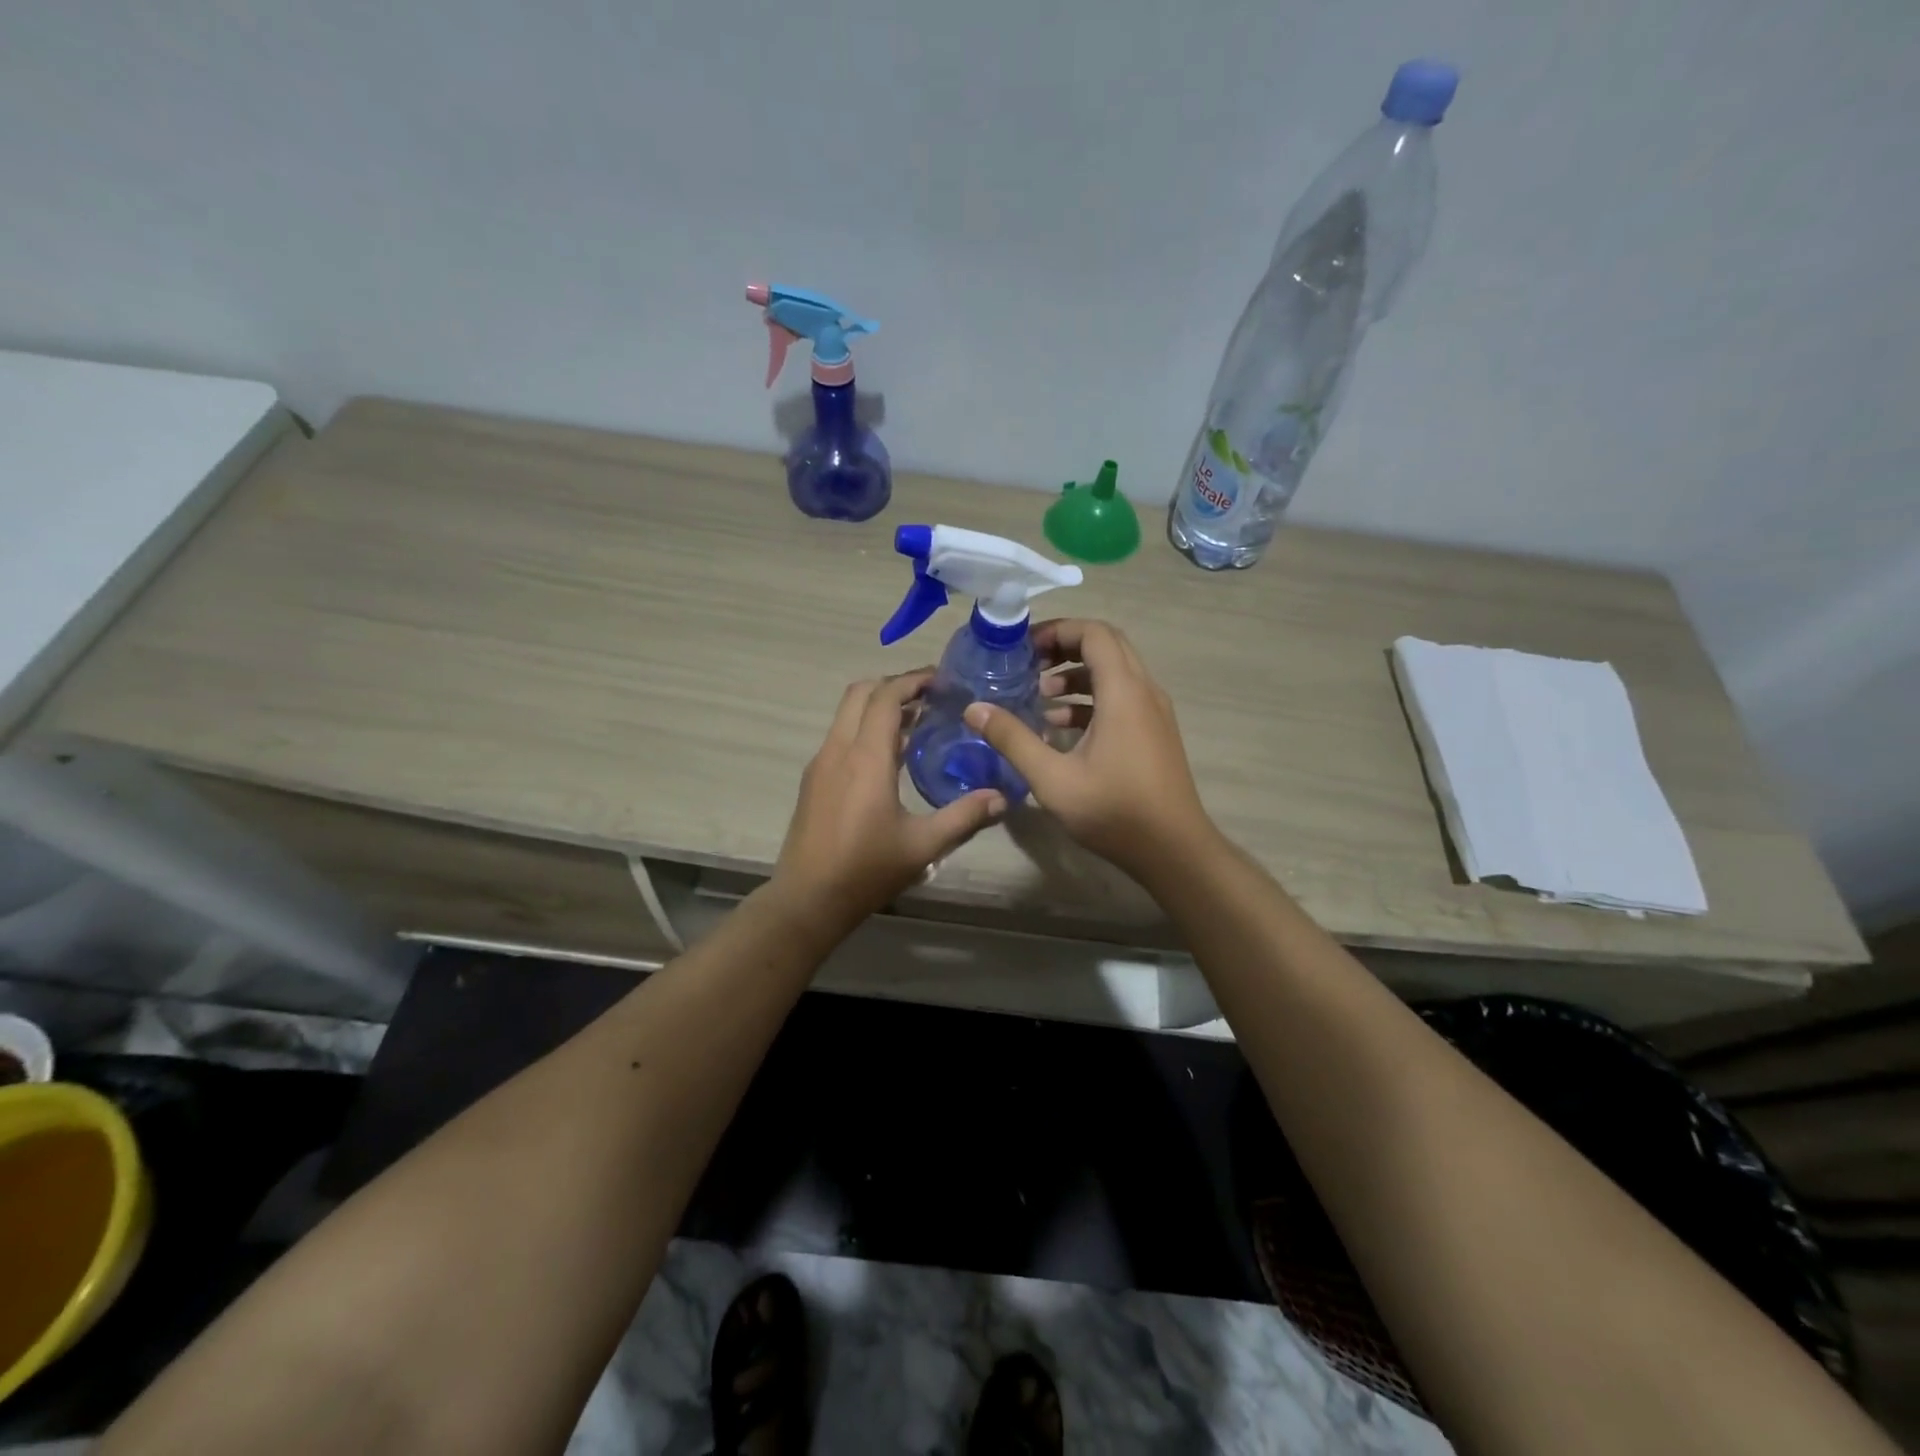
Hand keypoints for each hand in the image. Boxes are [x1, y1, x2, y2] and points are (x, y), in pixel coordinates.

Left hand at [772, 670, 1006, 930]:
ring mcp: (820, 764)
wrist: (807, 900)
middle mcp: (838, 750)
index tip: (942, 680)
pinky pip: (840, 737)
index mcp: (865, 757)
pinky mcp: (813, 781)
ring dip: (878, 707)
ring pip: (846, 714)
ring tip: (917, 723)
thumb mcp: (923, 846)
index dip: (913, 681)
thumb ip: (964, 816)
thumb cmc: (866, 870)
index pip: (886, 697)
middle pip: (860, 693)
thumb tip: (1002, 798)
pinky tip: (891, 757)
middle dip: (894, 686)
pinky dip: (864, 729)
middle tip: (930, 696)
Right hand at [963, 619, 1214, 880]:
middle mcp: (1144, 692)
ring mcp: (1154, 713)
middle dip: (1065, 647)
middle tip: (1028, 664)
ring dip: (1076, 676)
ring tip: (1039, 696)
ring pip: (1115, 673)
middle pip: (1106, 646)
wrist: (1174, 850)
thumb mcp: (1052, 778)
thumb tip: (974, 709)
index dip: (1058, 630)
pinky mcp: (1154, 733)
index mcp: (1124, 692)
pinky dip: (1091, 700)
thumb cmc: (1114, 811)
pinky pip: (1122, 698)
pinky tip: (1060, 727)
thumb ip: (1013, 739)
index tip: (1024, 647)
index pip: (1094, 633)